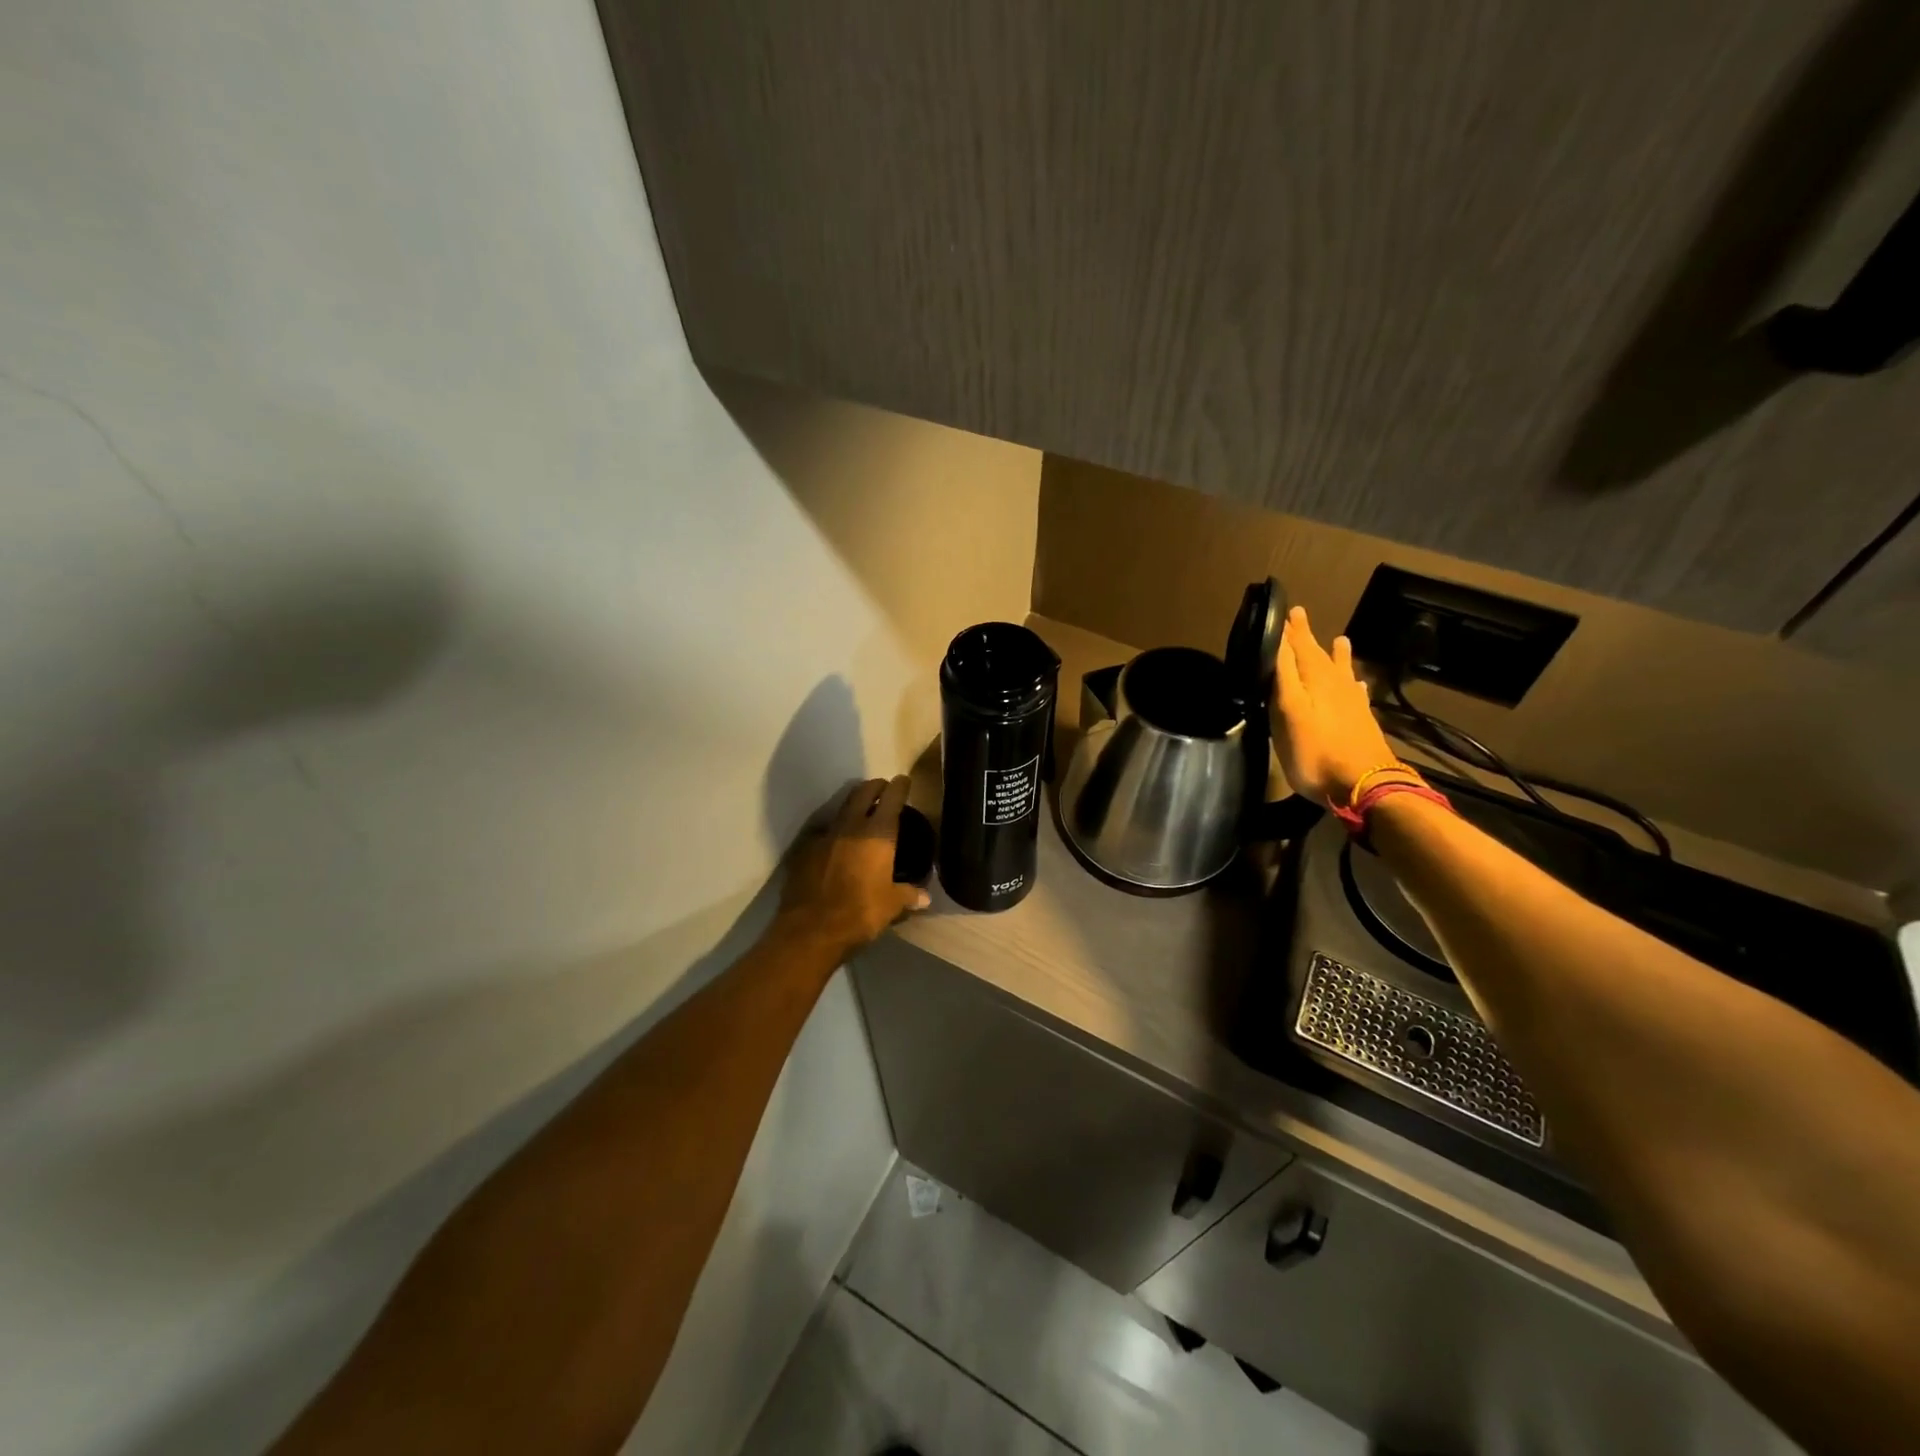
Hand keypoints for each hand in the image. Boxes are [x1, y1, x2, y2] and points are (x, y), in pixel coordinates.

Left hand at [776, 776, 928, 957]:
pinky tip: (837, 843)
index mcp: (878, 834)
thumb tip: (925, 897)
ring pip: (842, 809)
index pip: (892, 798)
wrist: (811, 929)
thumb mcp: (891, 905)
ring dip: (853, 806)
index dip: (899, 786)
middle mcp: (851, 826)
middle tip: (883, 788)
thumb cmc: (860, 912)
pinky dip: (834, 832)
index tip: (903, 781)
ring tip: (861, 811)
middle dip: (875, 787)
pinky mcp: (804, 850)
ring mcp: (824, 836)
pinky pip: (824, 833)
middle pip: (863, 793)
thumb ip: (908, 895)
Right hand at [1271, 606, 1398, 804]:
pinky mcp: (1361, 721)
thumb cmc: (1315, 750)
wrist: (1363, 785)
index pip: (1298, 646)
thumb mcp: (1288, 711)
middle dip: (1307, 636)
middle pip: (1319, 654)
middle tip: (1299, 615)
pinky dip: (1353, 684)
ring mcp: (1351, 703)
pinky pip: (1356, 693)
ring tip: (1339, 639)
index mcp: (1315, 679)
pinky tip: (1357, 685)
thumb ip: (1282, 675)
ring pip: (1341, 671)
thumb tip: (1275, 640)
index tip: (1284, 608)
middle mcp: (1335, 684)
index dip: (1290, 629)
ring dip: (1336, 655)